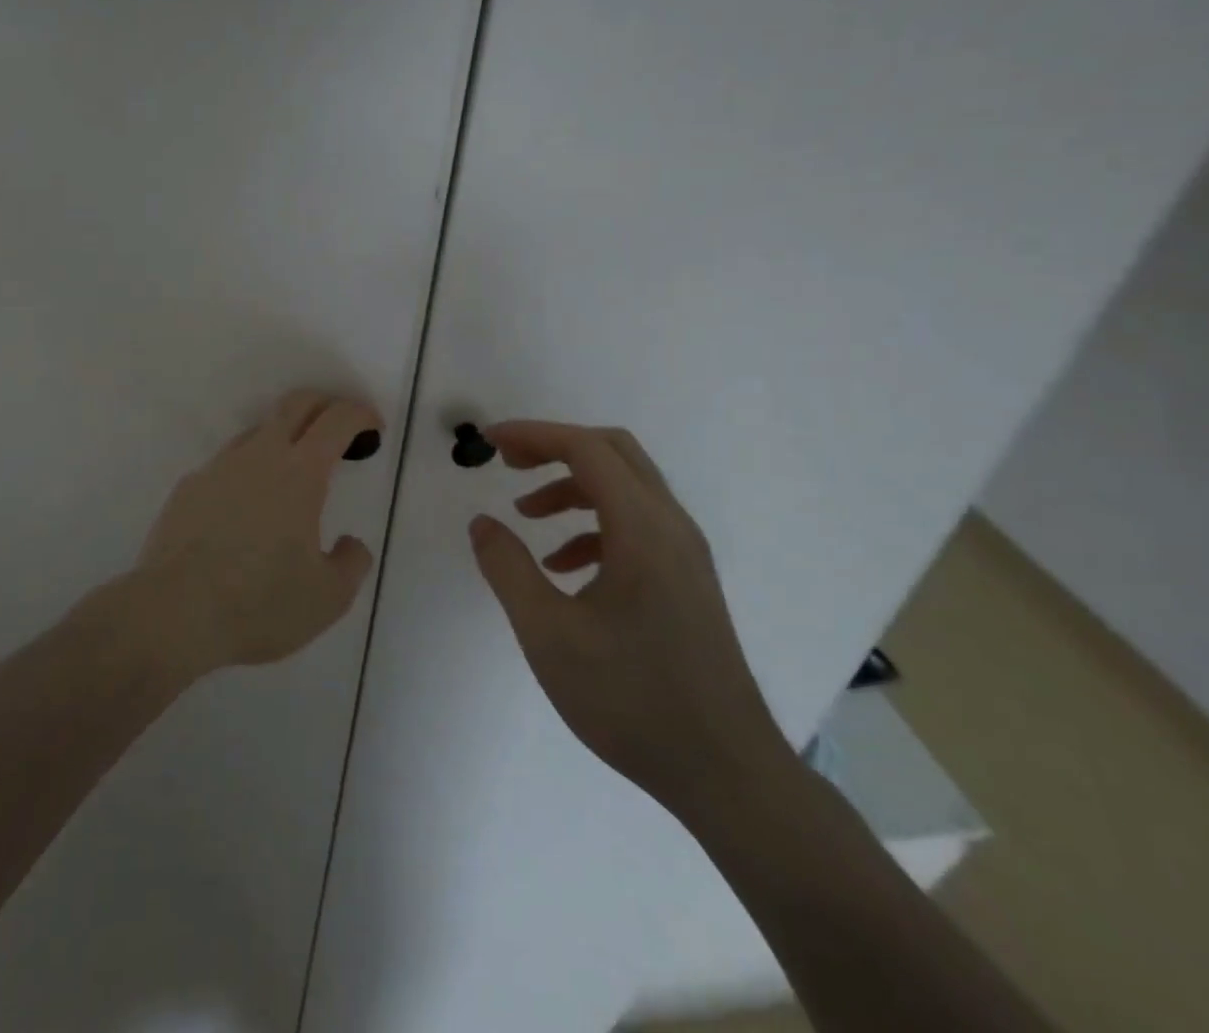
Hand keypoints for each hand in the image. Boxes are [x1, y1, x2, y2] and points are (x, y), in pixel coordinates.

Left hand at [134, 390, 380, 675]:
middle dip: (324, 404)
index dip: (360, 414)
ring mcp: (218, 468)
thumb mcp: (328, 597)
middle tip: (339, 428)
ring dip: (283, 438)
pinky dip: (247, 473)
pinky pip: (226, 466)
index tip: (373, 428)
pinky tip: (245, 511)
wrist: (173, 614)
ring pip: (257, 432)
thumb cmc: (260, 603)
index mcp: (301, 473)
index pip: (337, 420)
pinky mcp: (188, 488)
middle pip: (296, 404)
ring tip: (292, 476)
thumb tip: (350, 544)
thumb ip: (351, 563)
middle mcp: (259, 456)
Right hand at [468, 420, 794, 816]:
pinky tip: (564, 566)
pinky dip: (594, 523)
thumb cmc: (632, 699)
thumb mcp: (549, 634)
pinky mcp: (687, 580)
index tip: (489, 441)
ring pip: (626, 488)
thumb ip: (508, 569)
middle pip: (613, 453)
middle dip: (555, 448)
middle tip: (508, 463)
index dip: (533, 435)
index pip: (585, 449)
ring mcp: (685, 554)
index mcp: (643, 528)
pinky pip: (637, 525)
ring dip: (572, 487)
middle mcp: (671, 526)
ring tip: (526, 516)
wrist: (726, 773)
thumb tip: (481, 522)